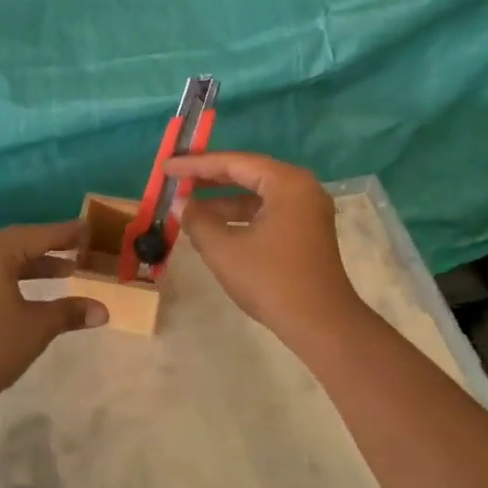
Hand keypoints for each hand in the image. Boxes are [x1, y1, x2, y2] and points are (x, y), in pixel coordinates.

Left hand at [0, 221, 108, 400]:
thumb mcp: (37, 327)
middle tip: (81, 248)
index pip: (39, 235)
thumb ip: (70, 312)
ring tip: (67, 271)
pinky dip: (17, 278)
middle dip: (52, 247)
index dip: (67, 233)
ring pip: (5, 260)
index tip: (89, 229)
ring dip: (35, 265)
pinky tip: (34, 293)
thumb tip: (103, 311)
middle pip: (20, 243)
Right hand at [169, 153, 367, 340]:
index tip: (166, 167)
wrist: (321, 324)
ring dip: (223, 200)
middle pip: (248, 173)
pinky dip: (240, 215)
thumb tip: (180, 204)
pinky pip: (267, 211)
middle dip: (209, 178)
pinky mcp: (306, 231)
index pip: (234, 162)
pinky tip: (215, 226)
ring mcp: (307, 210)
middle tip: (176, 179)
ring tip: (189, 206)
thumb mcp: (224, 249)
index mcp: (287, 183)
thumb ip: (197, 220)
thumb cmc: (271, 280)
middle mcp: (302, 188)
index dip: (196, 164)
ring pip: (257, 194)